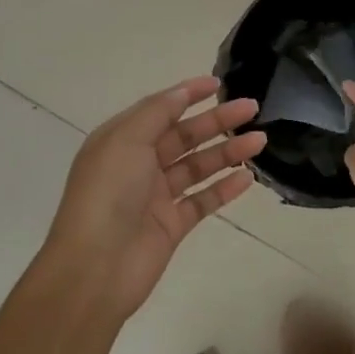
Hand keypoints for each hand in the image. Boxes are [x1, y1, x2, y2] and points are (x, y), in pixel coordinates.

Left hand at [44, 76, 264, 317]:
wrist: (94, 269)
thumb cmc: (107, 194)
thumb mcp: (126, 140)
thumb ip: (157, 113)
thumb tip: (181, 92)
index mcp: (121, 141)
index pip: (159, 110)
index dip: (188, 94)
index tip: (218, 84)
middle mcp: (138, 165)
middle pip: (184, 136)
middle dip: (217, 120)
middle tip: (251, 108)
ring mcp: (156, 197)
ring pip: (198, 166)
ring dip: (228, 152)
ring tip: (260, 140)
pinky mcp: (171, 225)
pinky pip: (203, 200)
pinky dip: (224, 188)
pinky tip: (247, 177)